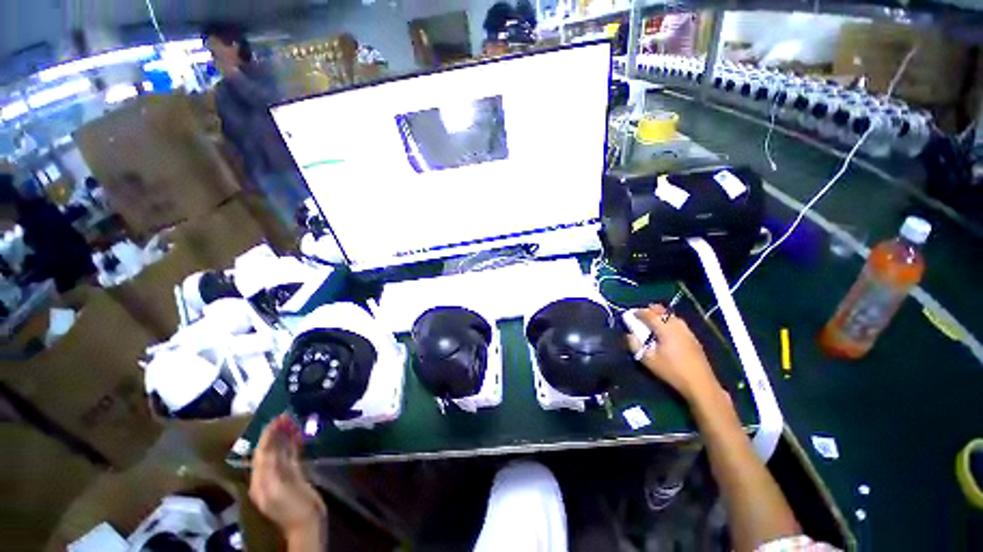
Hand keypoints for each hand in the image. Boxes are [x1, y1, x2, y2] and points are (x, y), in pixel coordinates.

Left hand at [250, 415, 325, 538]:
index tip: (278, 417)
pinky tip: (297, 437)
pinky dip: (291, 446)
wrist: (308, 524)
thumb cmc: (298, 505)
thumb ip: (278, 467)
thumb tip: (273, 446)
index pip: (262, 452)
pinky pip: (287, 458)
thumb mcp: (286, 486)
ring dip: (284, 437)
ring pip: (279, 453)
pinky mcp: (290, 478)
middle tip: (286, 415)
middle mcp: (266, 477)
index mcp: (262, 480)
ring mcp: (278, 478)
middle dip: (276, 433)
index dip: (268, 435)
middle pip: (269, 451)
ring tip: (292, 421)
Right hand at [626, 305, 723, 403]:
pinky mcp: (694, 338)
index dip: (639, 312)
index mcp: (665, 329)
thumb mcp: (648, 360)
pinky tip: (667, 331)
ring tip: (654, 321)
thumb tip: (629, 334)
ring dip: (661, 315)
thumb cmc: (671, 371)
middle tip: (642, 315)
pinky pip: (679, 323)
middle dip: (651, 310)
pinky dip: (670, 322)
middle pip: (663, 312)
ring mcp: (687, 331)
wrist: (700, 383)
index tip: (630, 314)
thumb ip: (635, 345)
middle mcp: (677, 326)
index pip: (649, 314)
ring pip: (672, 316)